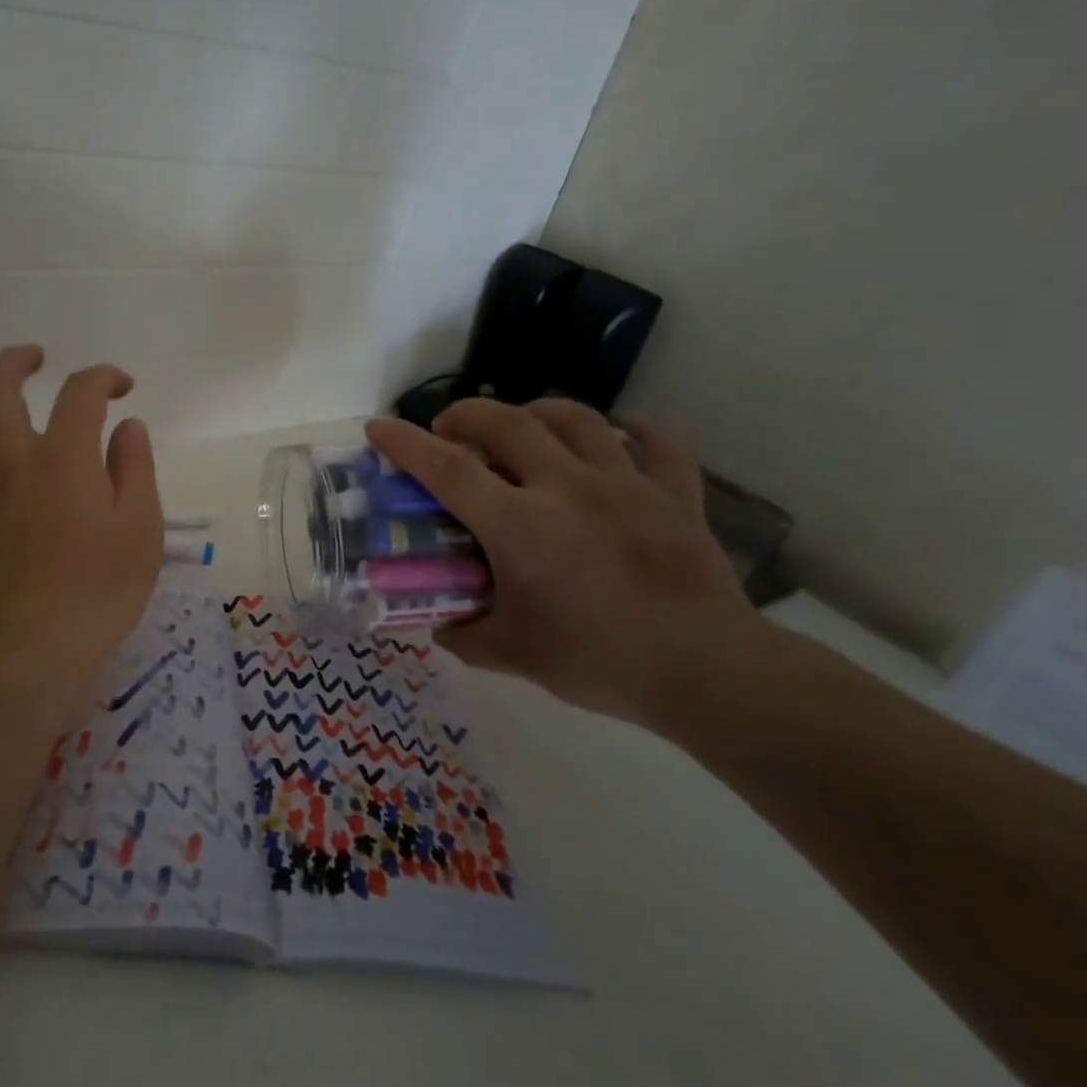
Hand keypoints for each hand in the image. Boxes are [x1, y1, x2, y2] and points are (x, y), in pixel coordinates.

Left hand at [0, 346, 165, 732]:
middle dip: (16, 360)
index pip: (79, 393)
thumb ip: (134, 469)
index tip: (122, 387)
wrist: (31, 649)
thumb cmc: (98, 592)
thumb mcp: (141, 530)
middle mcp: (10, 460)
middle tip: (37, 357)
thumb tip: (127, 427)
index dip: (103, 377)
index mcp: (63, 459)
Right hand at [365, 399, 763, 727]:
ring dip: (536, 411)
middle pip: (508, 423)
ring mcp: (626, 485)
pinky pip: (658, 443)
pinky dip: (635, 429)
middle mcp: (568, 489)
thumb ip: (464, 633)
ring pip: (576, 418)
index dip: (405, 443)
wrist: (709, 674)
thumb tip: (439, 622)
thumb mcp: (511, 654)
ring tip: (521, 426)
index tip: (377, 428)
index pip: (446, 470)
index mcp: (520, 526)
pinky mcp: (676, 495)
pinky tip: (620, 432)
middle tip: (451, 430)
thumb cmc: (599, 661)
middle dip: (468, 415)